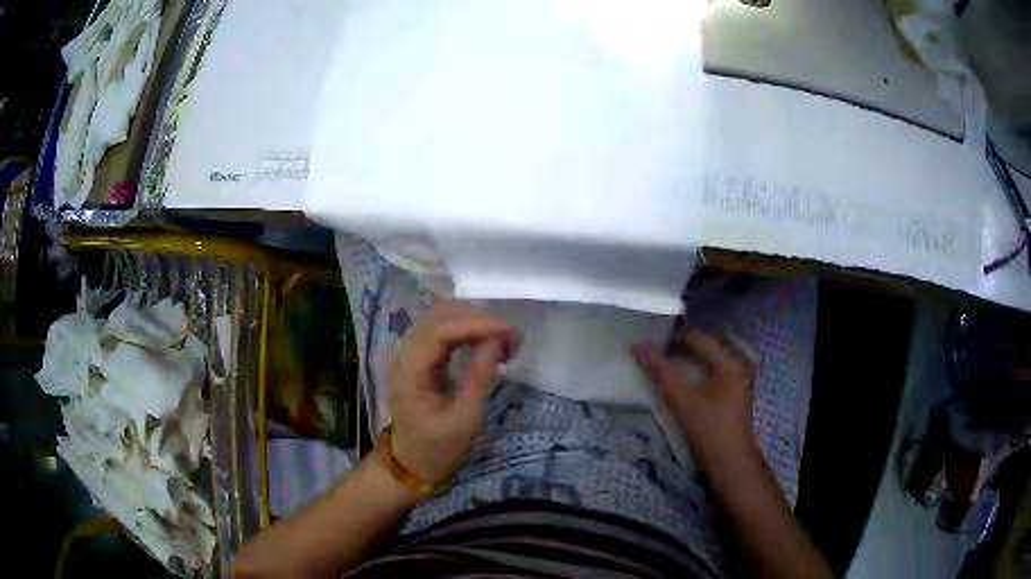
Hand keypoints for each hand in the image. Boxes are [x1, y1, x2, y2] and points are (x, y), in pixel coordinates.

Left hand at [388, 302, 519, 483]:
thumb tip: (497, 341)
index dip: (474, 324)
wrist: (412, 463)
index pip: (439, 331)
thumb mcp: (464, 419)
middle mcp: (404, 356)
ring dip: (471, 323)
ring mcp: (409, 356)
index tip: (507, 330)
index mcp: (409, 372)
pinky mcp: (419, 361)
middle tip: (510, 334)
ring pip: (439, 321)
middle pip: (437, 319)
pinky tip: (485, 341)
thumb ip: (478, 377)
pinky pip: (440, 334)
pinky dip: (464, 332)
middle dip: (475, 320)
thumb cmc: (437, 447)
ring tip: (502, 337)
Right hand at [632, 330, 760, 472]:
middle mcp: (738, 364)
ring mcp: (738, 380)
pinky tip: (679, 382)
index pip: (697, 338)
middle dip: (678, 349)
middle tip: (653, 354)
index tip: (649, 343)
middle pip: (703, 347)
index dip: (672, 338)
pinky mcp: (733, 394)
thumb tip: (637, 346)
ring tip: (662, 367)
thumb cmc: (709, 430)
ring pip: (706, 361)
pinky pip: (711, 373)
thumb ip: (660, 372)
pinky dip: (694, 373)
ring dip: (685, 362)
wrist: (730, 464)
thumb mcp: (682, 400)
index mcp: (730, 361)